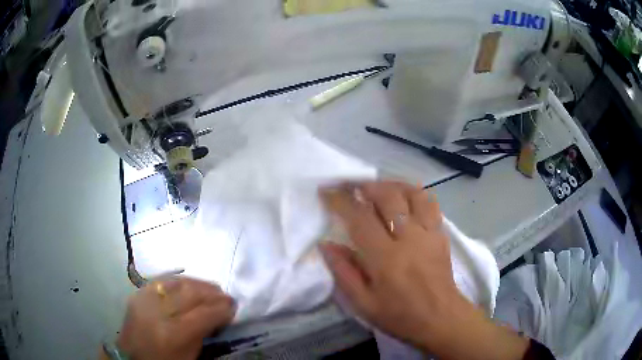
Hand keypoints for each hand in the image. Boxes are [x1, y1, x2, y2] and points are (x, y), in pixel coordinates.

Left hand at [115, 277, 235, 359]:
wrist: (131, 358)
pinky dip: (180, 279)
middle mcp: (156, 311)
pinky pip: (162, 279)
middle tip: (226, 296)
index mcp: (172, 334)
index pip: (202, 314)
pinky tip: (190, 283)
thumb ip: (203, 333)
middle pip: (190, 293)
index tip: (234, 306)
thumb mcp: (189, 356)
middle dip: (212, 293)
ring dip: (198, 283)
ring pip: (176, 281)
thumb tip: (219, 314)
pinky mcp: (137, 292)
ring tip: (211, 288)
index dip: (221, 309)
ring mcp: (144, 298)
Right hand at [319, 181, 528, 359]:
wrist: (440, 318)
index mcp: (386, 259)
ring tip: (377, 187)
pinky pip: (430, 203)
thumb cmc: (399, 315)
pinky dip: (414, 193)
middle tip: (351, 185)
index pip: (360, 218)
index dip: (340, 201)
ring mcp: (429, 233)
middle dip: (366, 185)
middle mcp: (409, 239)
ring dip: (392, 184)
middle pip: (388, 197)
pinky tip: (404, 196)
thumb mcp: (363, 303)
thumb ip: (343, 272)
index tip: (327, 191)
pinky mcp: (441, 234)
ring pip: (412, 193)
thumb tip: (326, 245)